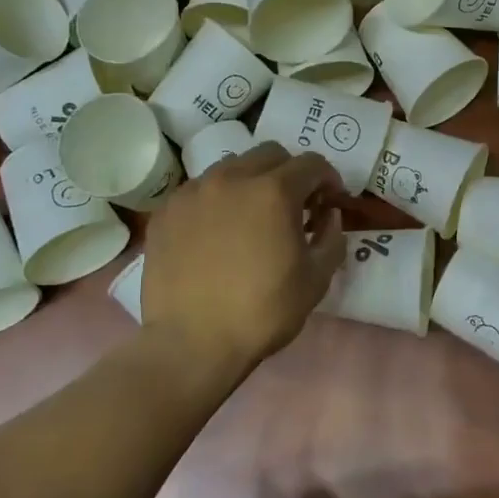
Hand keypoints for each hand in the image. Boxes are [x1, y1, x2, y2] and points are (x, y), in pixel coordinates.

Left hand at [142, 143, 344, 366]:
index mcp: (274, 191)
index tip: (330, 201)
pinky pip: (199, 190)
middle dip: (290, 173)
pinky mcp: (167, 210)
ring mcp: (194, 191)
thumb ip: (331, 237)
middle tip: (294, 205)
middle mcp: (232, 178)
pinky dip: (217, 200)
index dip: (328, 179)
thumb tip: (328, 215)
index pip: (311, 163)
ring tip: (252, 215)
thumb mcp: (316, 279)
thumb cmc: (262, 312)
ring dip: (252, 181)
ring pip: (232, 166)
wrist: (191, 343)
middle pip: (270, 154)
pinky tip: (217, 232)